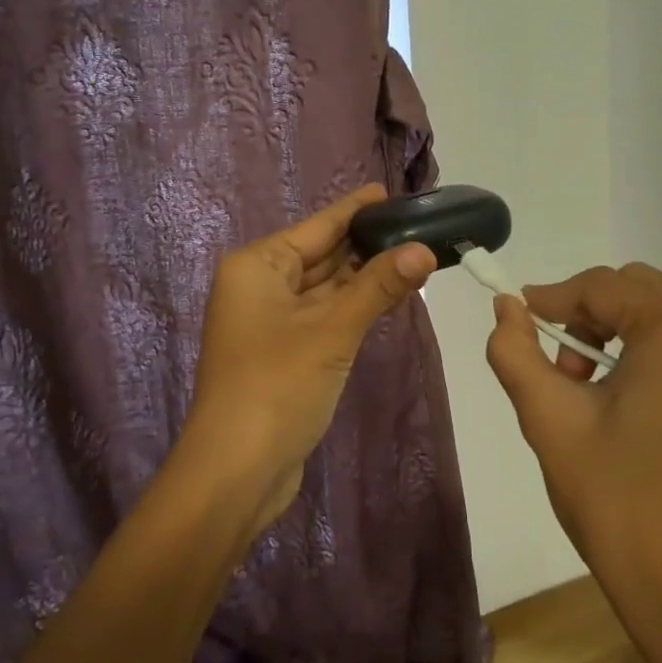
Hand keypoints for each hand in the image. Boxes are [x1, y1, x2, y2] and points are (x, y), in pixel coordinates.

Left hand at [183, 185, 436, 540]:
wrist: (237, 470)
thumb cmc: (277, 385)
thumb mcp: (332, 330)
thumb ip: (378, 287)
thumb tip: (424, 250)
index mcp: (258, 266)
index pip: (318, 227)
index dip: (356, 209)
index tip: (392, 192)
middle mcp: (260, 286)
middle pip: (322, 255)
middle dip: (368, 245)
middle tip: (419, 227)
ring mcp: (271, 322)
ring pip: (326, 288)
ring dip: (365, 278)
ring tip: (415, 255)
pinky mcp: (284, 353)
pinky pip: (325, 316)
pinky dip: (354, 307)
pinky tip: (389, 297)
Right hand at [484, 263, 661, 603]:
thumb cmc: (616, 501)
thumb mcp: (549, 419)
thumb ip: (515, 349)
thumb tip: (507, 306)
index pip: (605, 286)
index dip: (556, 298)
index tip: (526, 320)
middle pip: (648, 293)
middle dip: (598, 317)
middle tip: (571, 372)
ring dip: (638, 338)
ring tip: (612, 397)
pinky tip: (659, 418)